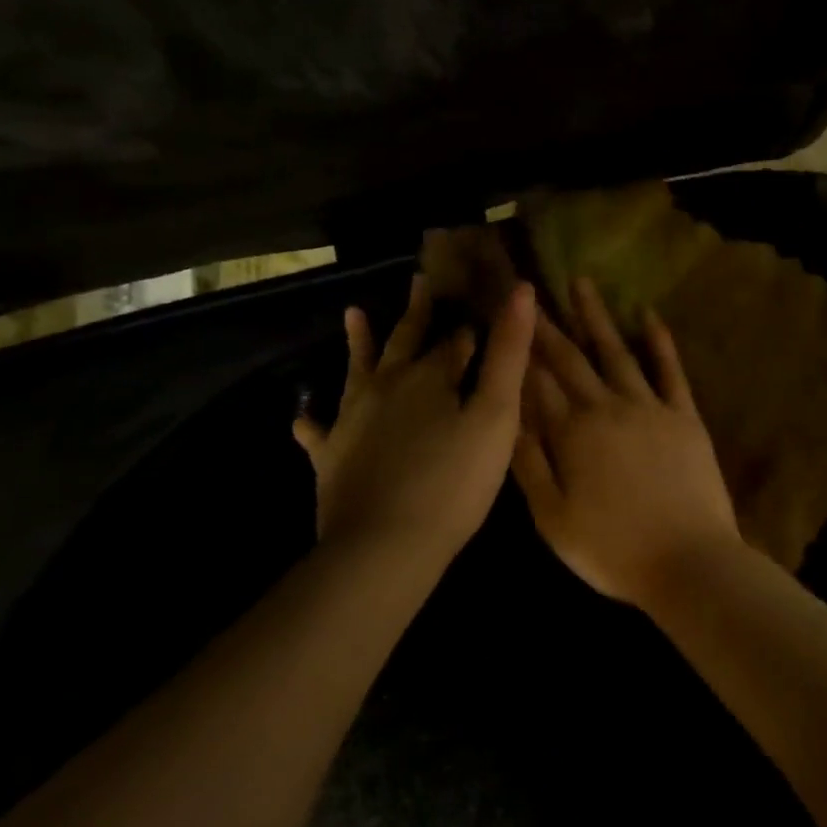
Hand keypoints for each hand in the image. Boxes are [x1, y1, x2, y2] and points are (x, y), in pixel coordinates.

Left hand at [293, 274, 535, 558]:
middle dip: (416, 313)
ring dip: (358, 343)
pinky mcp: (331, 456)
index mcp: (430, 376)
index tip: (475, 302)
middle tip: (418, 281)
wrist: (385, 545)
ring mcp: (352, 420)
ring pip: (356, 370)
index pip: (455, 340)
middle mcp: (387, 386)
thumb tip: (521, 290)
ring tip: (354, 314)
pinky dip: (314, 421)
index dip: (469, 324)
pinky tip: (304, 417)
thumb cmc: (454, 481)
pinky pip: (319, 431)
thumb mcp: (496, 415)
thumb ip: (509, 353)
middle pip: (404, 341)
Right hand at [511, 277, 741, 605]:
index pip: (538, 382)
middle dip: (548, 325)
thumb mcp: (553, 519)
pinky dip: (659, 342)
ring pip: (616, 352)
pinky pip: (670, 370)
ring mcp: (650, 407)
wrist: (689, 561)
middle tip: (532, 293)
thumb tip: (510, 416)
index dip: (521, 350)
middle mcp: (607, 408)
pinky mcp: (684, 415)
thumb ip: (530, 464)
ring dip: (597, 317)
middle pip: (571, 359)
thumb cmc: (612, 550)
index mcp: (572, 434)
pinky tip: (648, 315)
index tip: (507, 320)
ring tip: (581, 283)